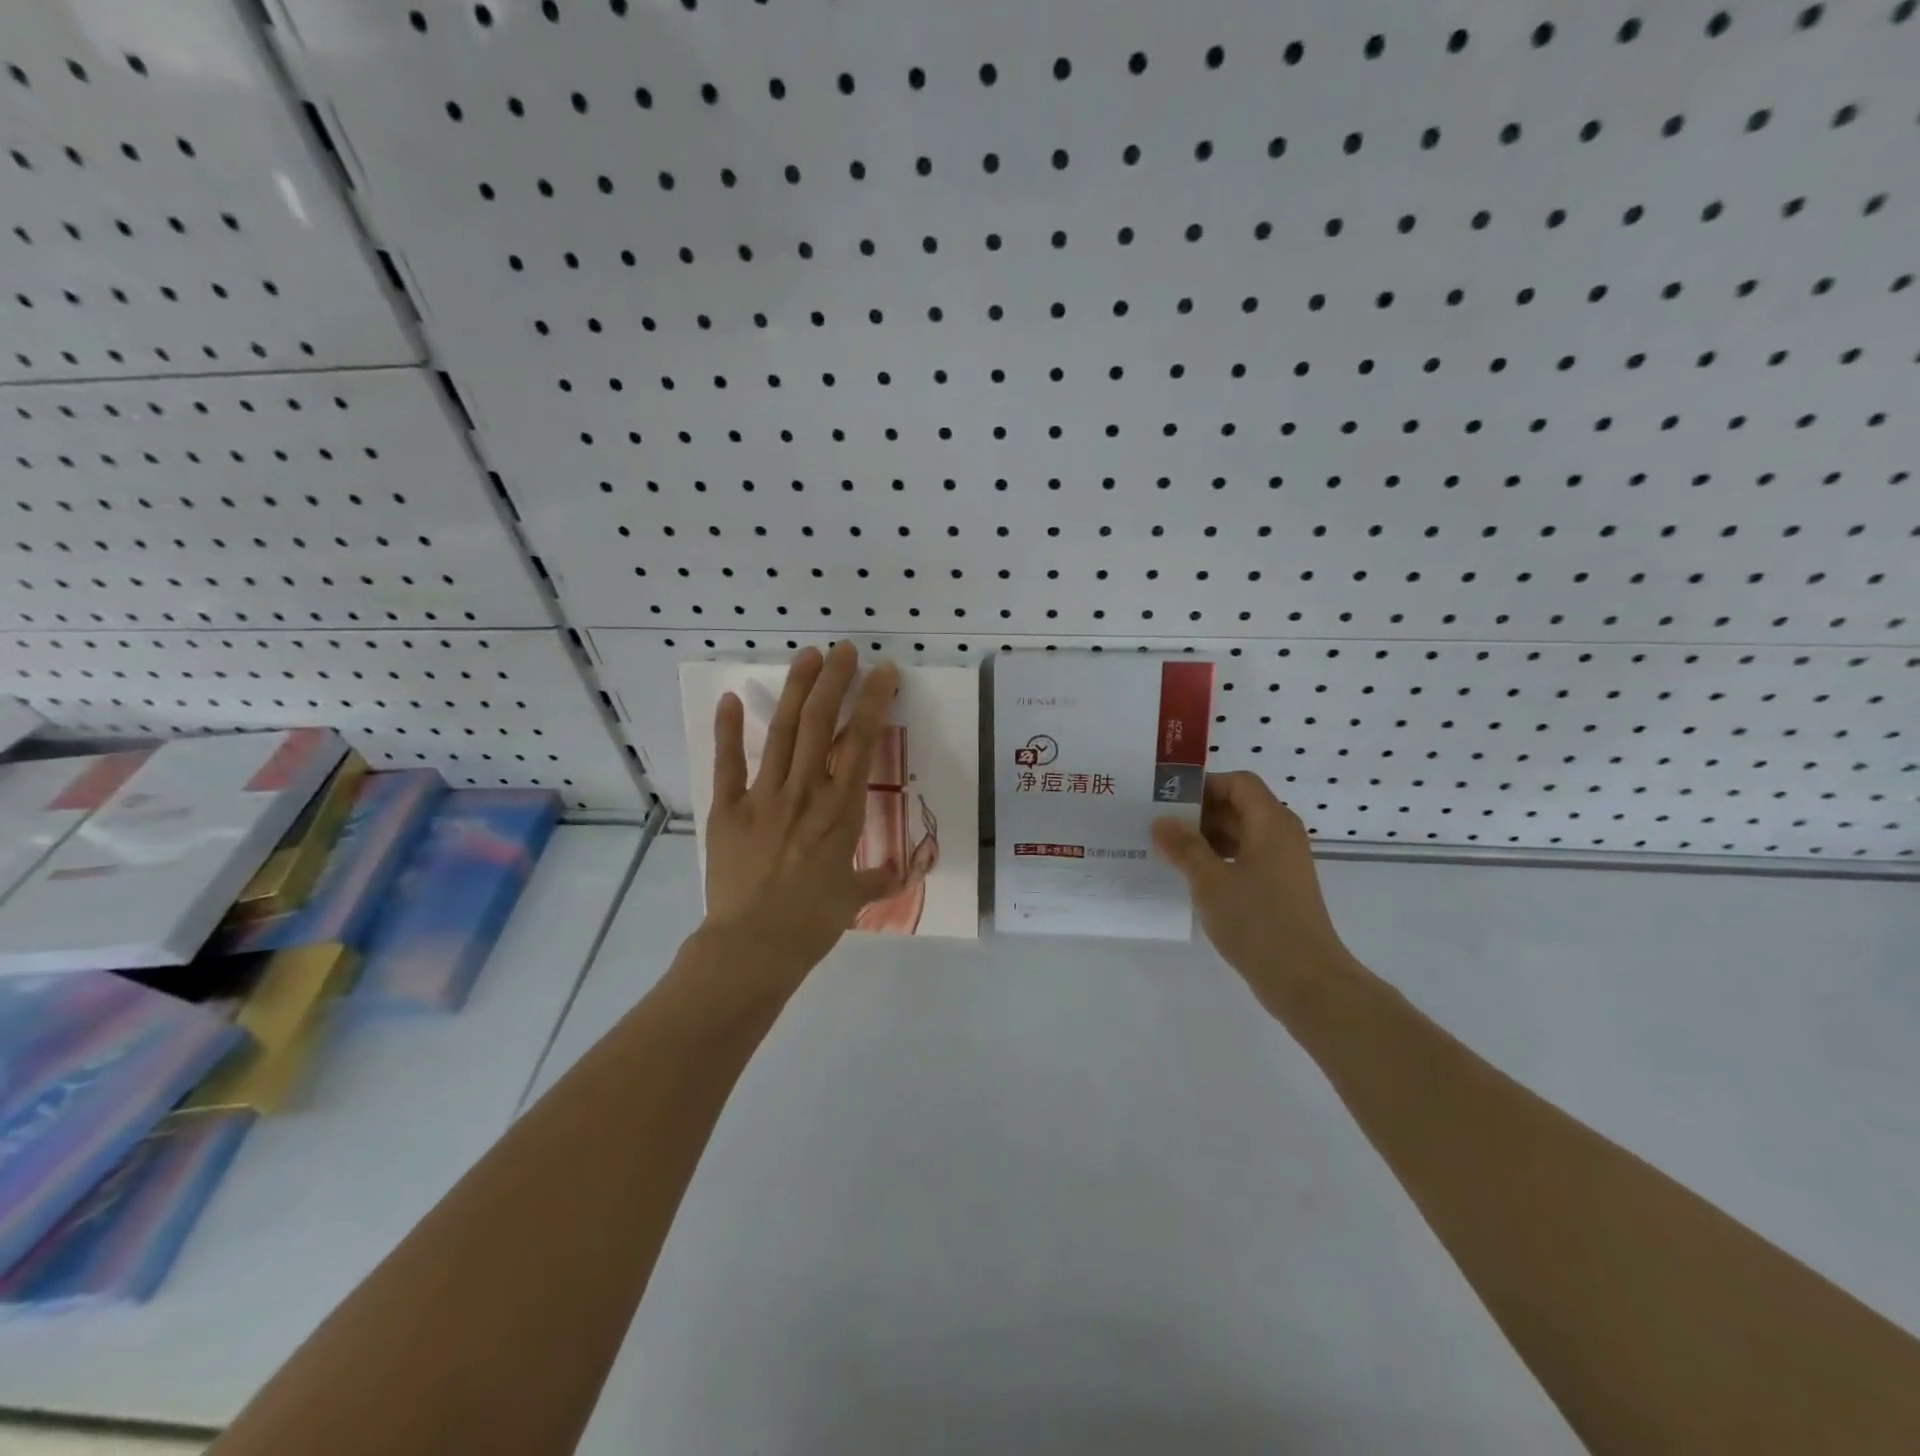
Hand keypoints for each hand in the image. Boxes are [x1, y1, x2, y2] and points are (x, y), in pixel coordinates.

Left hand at [702, 643, 903, 975]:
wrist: (754, 945)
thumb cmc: (812, 922)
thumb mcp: (854, 898)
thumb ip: (881, 878)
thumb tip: (905, 872)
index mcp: (841, 809)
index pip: (861, 742)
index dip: (873, 702)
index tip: (883, 672)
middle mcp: (805, 791)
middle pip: (819, 723)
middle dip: (834, 681)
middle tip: (845, 650)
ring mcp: (763, 796)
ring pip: (782, 732)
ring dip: (795, 690)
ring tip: (807, 656)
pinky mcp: (728, 809)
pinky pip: (728, 763)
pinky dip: (728, 730)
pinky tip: (730, 699)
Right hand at [1152, 771, 1359, 1007]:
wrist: (1306, 981)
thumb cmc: (1258, 922)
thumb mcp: (1211, 881)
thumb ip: (1184, 847)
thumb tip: (1161, 821)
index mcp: (1271, 823)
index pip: (1238, 783)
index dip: (1204, 785)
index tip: (1168, 798)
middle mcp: (1281, 836)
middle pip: (1238, 806)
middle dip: (1199, 812)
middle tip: (1158, 823)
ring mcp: (1282, 864)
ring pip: (1240, 835)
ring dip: (1205, 838)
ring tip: (1167, 849)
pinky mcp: (1278, 889)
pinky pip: (1244, 859)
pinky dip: (1217, 860)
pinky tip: (1190, 877)